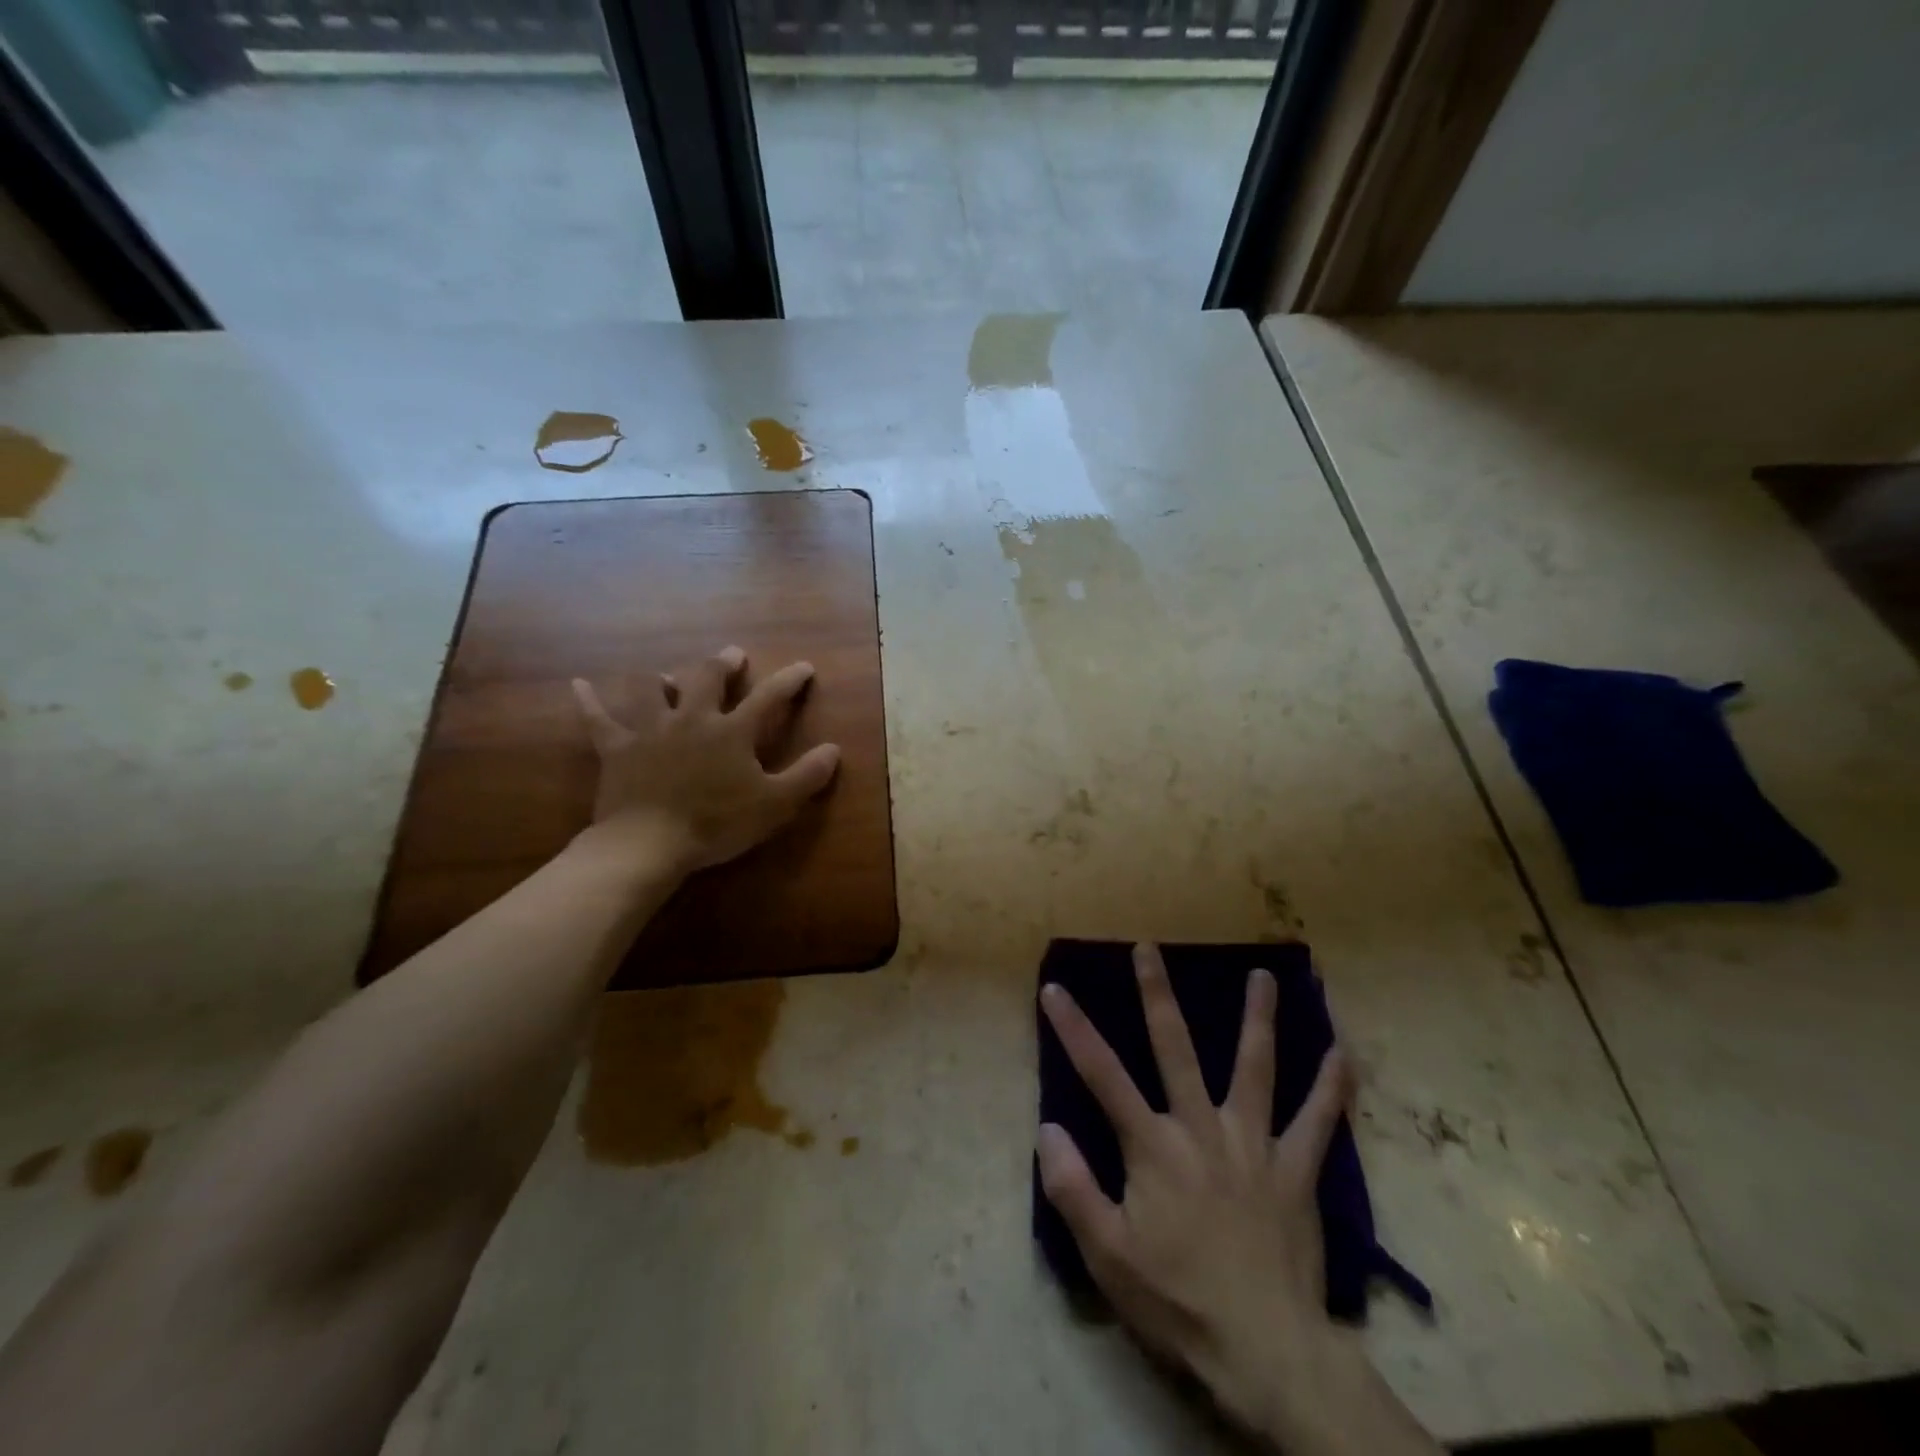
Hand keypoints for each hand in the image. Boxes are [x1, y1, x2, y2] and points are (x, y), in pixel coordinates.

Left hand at [571, 645, 840, 878]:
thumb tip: (834, 749)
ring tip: (668, 676)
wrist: (649, 843)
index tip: (804, 667)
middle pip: (707, 677)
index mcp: (732, 731)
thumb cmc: (717, 823)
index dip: (789, 680)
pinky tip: (579, 685)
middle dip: (723, 663)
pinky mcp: (617, 748)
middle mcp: (692, 718)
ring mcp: (650, 729)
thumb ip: (806, 775)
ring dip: (662, 678)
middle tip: (732, 655)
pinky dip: (589, 701)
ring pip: (653, 688)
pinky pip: (599, 718)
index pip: (769, 697)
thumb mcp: (774, 804)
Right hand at [1038, 946, 1434, 1454]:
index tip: (1054, 989)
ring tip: (1264, 976)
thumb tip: (1048, 1128)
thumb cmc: (1179, 1301)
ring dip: (1258, 1019)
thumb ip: (1073, 1189)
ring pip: (1255, 1068)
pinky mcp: (1295, 1171)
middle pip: (1175, 1048)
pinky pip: (1318, 1122)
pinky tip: (1344, 1053)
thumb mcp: (1108, 1257)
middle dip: (1157, 994)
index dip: (1074, 1029)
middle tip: (1149, 947)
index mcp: (1153, 1146)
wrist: (1268, 1353)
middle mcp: (1201, 1129)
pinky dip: (1331, 1088)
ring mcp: (1253, 1144)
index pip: (1102, 1075)